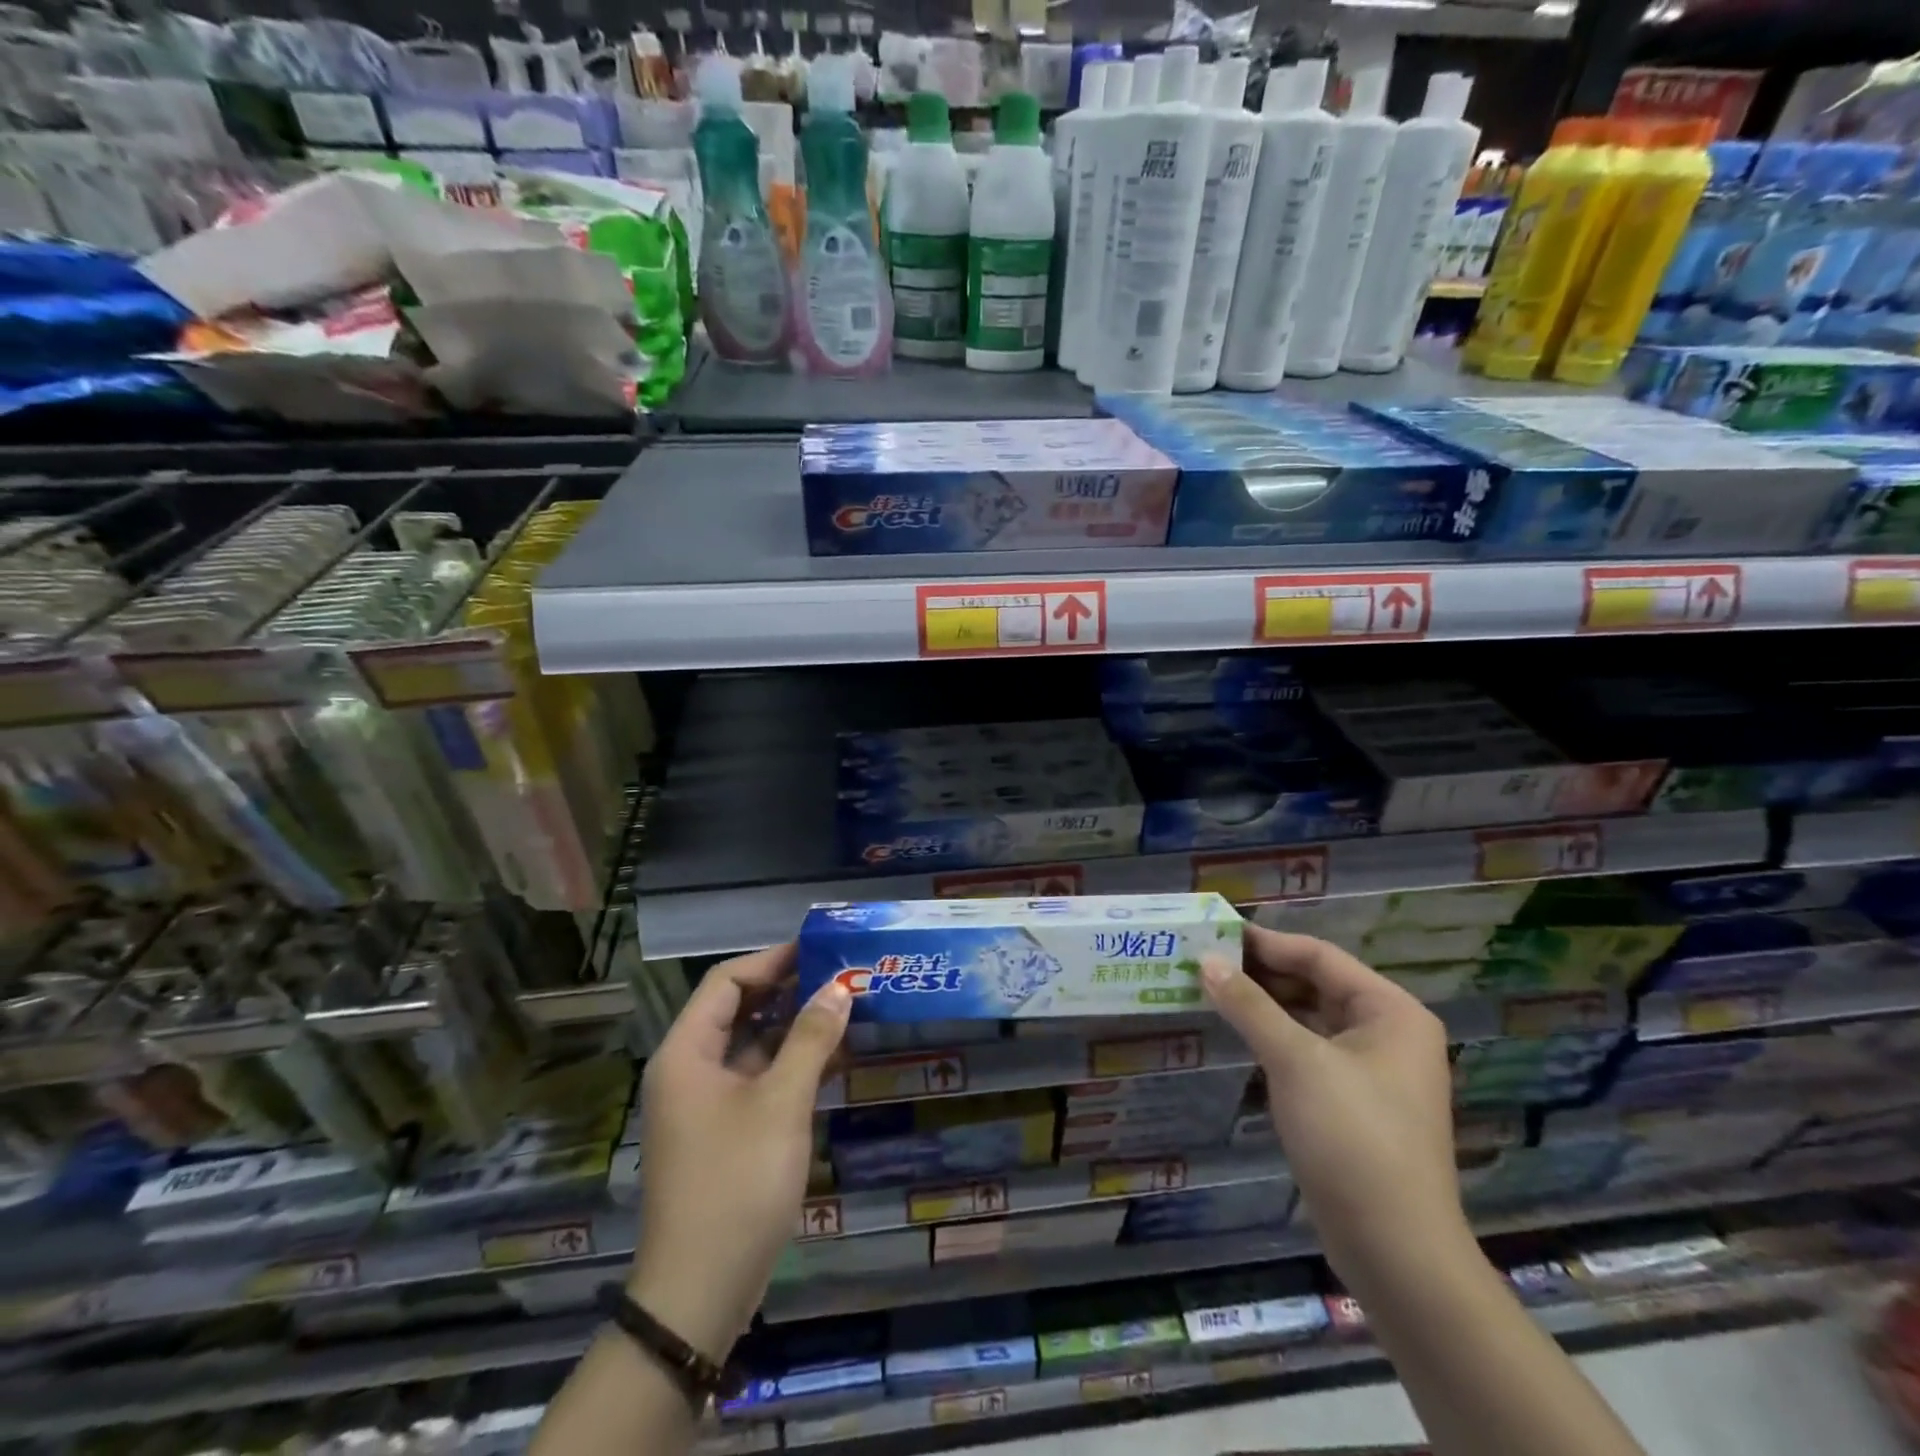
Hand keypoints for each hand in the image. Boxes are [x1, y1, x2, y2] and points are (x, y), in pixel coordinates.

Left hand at [629, 944, 850, 1358]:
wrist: (699, 1294)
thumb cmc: (736, 1183)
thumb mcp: (781, 1103)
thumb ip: (811, 1038)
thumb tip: (840, 986)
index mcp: (686, 1053)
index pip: (727, 981)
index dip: (773, 960)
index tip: (820, 950)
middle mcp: (689, 1070)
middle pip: (739, 1010)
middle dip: (790, 991)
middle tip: (841, 977)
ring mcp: (705, 1104)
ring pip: (753, 1046)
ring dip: (796, 1028)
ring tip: (847, 1011)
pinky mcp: (723, 1132)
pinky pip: (758, 1080)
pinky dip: (792, 1065)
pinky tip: (834, 1059)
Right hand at [1201, 926, 1465, 1276]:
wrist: (1395, 1250)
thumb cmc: (1352, 1138)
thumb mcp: (1296, 1061)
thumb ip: (1249, 1005)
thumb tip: (1205, 960)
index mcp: (1390, 1011)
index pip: (1319, 957)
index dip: (1266, 942)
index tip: (1215, 932)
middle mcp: (1387, 1032)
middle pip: (1315, 984)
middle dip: (1261, 972)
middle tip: (1204, 959)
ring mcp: (1371, 1070)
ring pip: (1309, 1018)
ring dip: (1263, 1004)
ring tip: (1210, 988)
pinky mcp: (1352, 1102)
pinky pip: (1307, 1050)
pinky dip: (1273, 1036)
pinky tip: (1237, 1030)